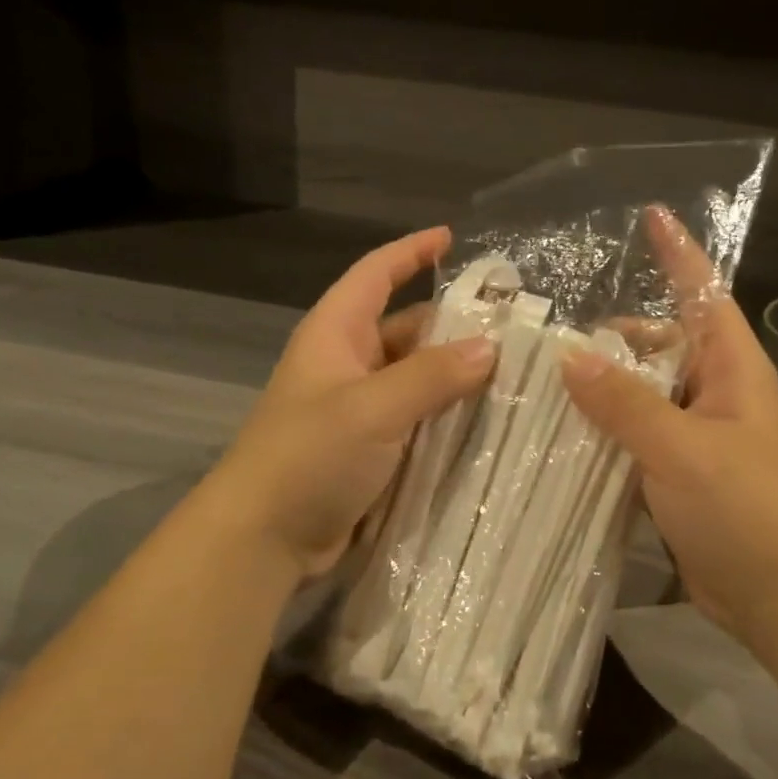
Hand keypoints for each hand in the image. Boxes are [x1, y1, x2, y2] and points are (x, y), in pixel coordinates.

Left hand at [214, 227, 497, 580]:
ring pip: (417, 376)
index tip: (451, 238)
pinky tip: (488, 419)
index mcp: (336, 334)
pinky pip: (417, 417)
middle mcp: (348, 363)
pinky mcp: (370, 448)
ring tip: (515, 371)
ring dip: (456, 373)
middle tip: (511, 323)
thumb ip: (433, 375)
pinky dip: (447, 413)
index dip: (411, 251)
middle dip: (453, 322)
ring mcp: (359, 408)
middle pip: (406, 326)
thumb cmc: (308, 456)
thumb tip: (491, 347)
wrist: (262, 540)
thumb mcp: (373, 408)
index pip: (376, 274)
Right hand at [560, 210, 777, 644]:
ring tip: (540, 382)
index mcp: (731, 369)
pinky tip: (560, 434)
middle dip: (612, 337)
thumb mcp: (682, 449)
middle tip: (548, 337)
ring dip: (601, 390)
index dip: (679, 253)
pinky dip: (604, 432)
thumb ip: (625, 402)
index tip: (651, 214)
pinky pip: (634, 437)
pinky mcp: (677, 474)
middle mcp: (714, 392)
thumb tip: (568, 356)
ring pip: (640, 394)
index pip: (703, 294)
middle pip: (658, 345)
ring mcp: (695, 435)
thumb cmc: (746, 510)